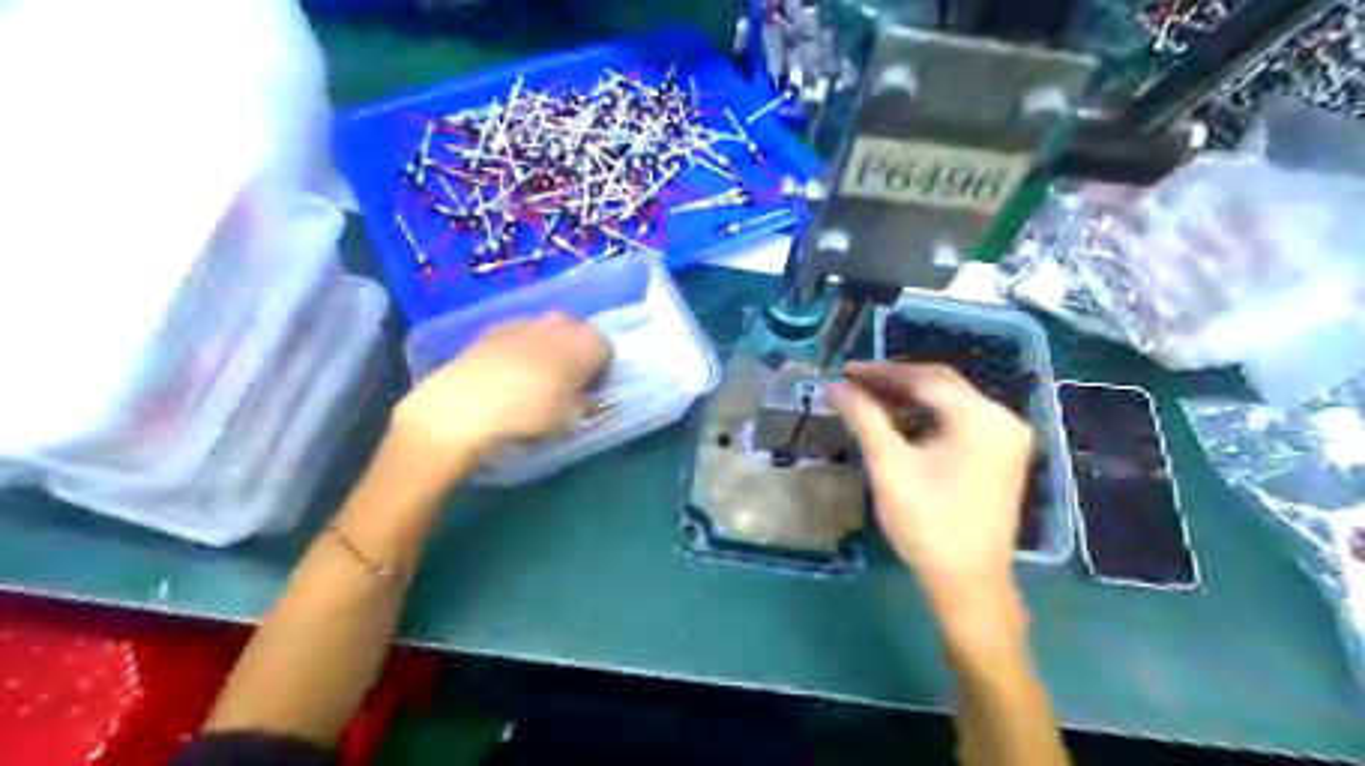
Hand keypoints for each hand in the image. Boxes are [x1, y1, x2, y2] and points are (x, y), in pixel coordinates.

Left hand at [395, 315, 607, 469]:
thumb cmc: (530, 414)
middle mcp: (561, 322)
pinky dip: (519, 351)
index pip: (607, 352)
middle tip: (565, 386)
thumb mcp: (569, 420)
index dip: (601, 374)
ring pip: (548, 333)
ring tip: (533, 383)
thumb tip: (586, 400)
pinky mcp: (493, 328)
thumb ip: (585, 405)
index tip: (588, 395)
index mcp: (587, 341)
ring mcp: (525, 320)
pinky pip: (519, 337)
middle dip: (576, 356)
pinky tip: (506, 378)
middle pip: (578, 335)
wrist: (464, 406)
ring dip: (548, 352)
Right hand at [820, 361, 1033, 608]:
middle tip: (853, 383)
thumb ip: (862, 417)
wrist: (967, 582)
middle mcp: (1002, 417)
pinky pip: (960, 419)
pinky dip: (928, 415)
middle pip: (941, 384)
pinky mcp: (1002, 454)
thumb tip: (832, 385)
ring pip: (950, 400)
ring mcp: (1007, 436)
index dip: (880, 372)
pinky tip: (900, 420)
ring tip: (869, 399)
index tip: (844, 371)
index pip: (924, 378)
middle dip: (894, 381)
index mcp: (980, 417)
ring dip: (909, 396)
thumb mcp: (889, 465)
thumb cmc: (927, 523)